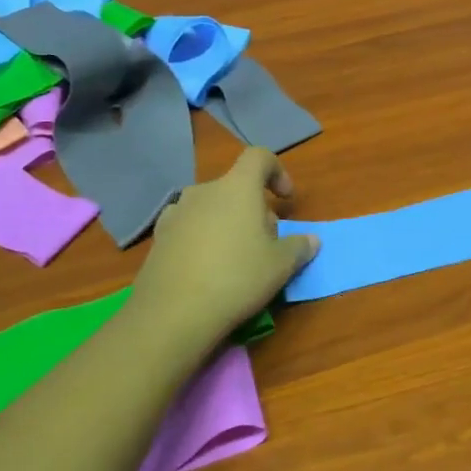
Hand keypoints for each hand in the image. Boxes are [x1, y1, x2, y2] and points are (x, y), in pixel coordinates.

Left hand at [128, 148, 320, 345]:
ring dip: (227, 222)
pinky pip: (189, 227)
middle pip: (235, 187)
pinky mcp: (159, 238)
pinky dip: (202, 238)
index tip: (286, 200)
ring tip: (235, 256)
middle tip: (265, 242)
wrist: (173, 313)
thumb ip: (299, 247)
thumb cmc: (237, 278)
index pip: (259, 157)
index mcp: (237, 187)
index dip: (277, 171)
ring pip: (211, 207)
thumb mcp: (281, 266)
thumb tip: (311, 240)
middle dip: (254, 208)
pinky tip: (206, 268)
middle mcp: (204, 191)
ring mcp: (176, 213)